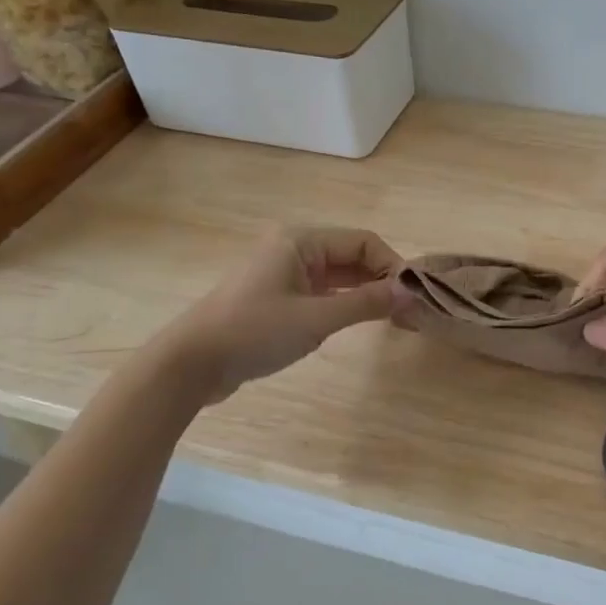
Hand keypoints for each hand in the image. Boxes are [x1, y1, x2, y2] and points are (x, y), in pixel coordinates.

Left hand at [171, 226, 403, 401]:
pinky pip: (323, 292)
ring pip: (339, 275)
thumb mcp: (316, 318)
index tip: (414, 295)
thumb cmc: (254, 332)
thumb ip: (366, 303)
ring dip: (366, 292)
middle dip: (382, 279)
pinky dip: (345, 303)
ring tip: (395, 317)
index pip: (363, 241)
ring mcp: (285, 273)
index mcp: (301, 241)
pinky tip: (362, 321)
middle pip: (352, 256)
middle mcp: (295, 249)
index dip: (392, 265)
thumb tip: (411, 291)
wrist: (191, 363)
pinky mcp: (279, 298)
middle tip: (410, 309)